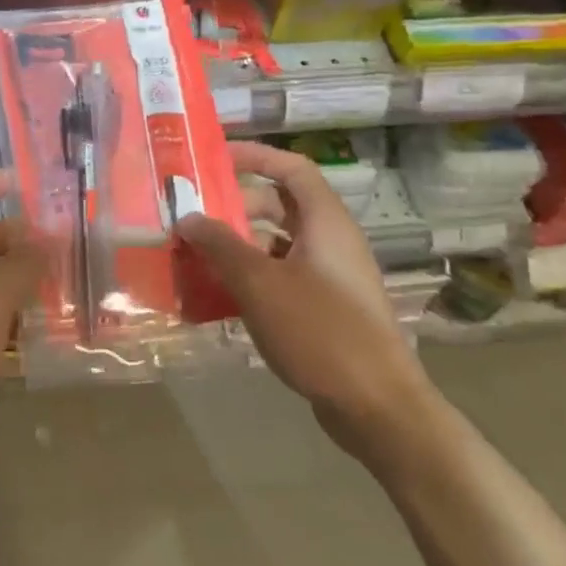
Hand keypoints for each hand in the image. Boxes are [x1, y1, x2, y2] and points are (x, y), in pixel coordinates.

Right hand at [179, 141, 438, 465]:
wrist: (377, 408)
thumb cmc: (320, 331)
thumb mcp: (259, 284)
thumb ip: (220, 245)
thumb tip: (188, 217)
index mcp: (325, 222)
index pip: (291, 168)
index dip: (254, 156)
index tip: (213, 160)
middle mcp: (331, 241)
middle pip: (280, 205)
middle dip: (234, 206)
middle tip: (193, 214)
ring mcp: (330, 277)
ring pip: (277, 245)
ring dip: (238, 245)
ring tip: (195, 255)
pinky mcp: (326, 309)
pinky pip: (281, 277)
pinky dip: (251, 278)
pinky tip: (218, 297)